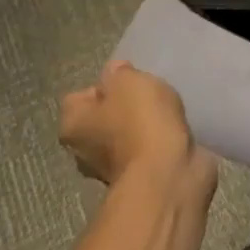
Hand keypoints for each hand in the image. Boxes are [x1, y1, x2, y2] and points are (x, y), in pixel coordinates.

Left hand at [59, 60, 216, 198]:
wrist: (168, 172)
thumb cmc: (140, 121)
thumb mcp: (128, 82)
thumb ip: (119, 73)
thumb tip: (115, 74)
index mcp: (73, 125)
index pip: (78, 97)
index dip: (103, 85)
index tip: (129, 81)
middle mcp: (84, 150)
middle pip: (102, 117)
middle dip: (124, 107)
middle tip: (150, 95)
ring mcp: (113, 167)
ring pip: (126, 135)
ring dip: (145, 125)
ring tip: (168, 111)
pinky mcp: (142, 176)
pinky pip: (148, 149)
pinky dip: (160, 140)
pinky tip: (177, 130)